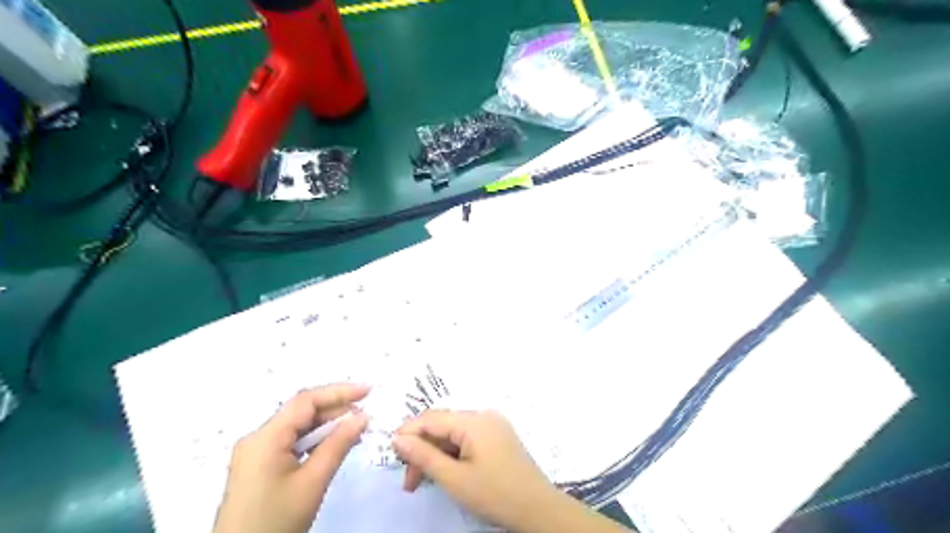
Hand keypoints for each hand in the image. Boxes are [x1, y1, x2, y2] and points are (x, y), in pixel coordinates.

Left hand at [212, 384, 369, 531]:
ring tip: (356, 429)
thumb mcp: (313, 482)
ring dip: (327, 426)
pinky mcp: (259, 468)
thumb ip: (338, 444)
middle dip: (335, 409)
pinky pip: (291, 443)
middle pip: (301, 412)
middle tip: (366, 415)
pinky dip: (314, 441)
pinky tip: (334, 446)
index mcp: (265, 437)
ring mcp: (256, 454)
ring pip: (297, 428)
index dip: (339, 392)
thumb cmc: (276, 521)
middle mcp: (257, 439)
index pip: (306, 401)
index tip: (368, 391)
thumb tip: (362, 417)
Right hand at [394, 411, 561, 530]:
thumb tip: (397, 438)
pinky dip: (453, 454)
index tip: (391, 455)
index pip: (431, 418)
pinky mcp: (499, 436)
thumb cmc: (494, 493)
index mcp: (474, 421)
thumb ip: (423, 456)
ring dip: (436, 454)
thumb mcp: (454, 478)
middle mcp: (484, 415)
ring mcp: (493, 425)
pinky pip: (468, 438)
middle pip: (442, 426)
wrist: (538, 509)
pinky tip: (446, 472)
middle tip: (409, 482)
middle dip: (422, 450)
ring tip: (423, 482)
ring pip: (454, 433)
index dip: (408, 433)